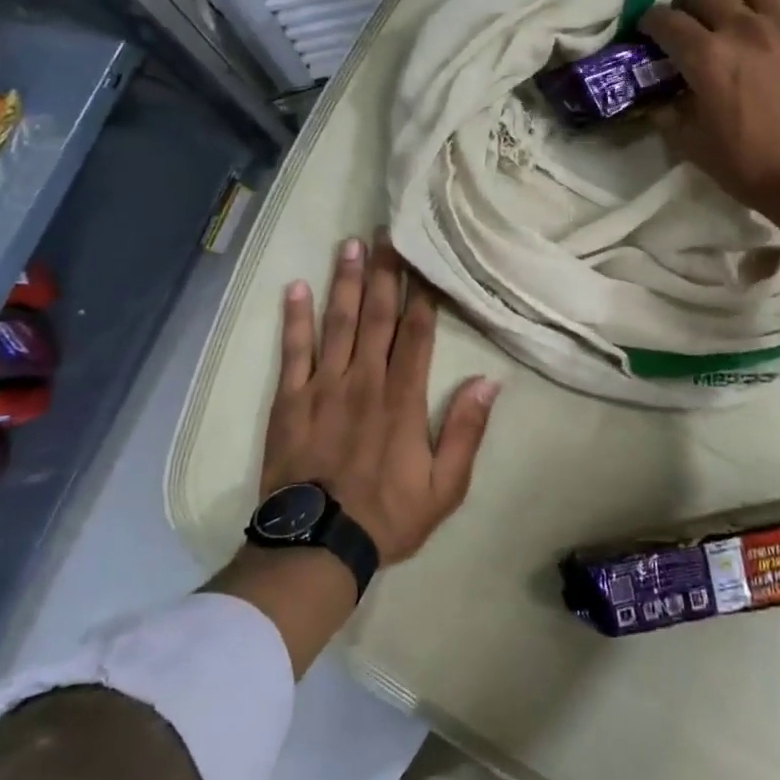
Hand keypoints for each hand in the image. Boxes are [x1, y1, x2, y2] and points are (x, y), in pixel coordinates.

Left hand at [262, 232, 499, 563]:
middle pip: (377, 316)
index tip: (425, 259)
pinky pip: (293, 351)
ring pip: (337, 322)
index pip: (416, 333)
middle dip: (384, 272)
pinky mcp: (290, 400)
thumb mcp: (446, 487)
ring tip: (350, 244)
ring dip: (344, 281)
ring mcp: (323, 387)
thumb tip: (489, 381)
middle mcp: (364, 380)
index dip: (422, 294)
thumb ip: (466, 431)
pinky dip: (294, 318)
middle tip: (387, 233)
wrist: (317, 546)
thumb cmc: (388, 516)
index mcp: (402, 398)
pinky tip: (295, 287)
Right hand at [640, 0, 779, 231]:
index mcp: (707, 58)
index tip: (649, 32)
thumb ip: (670, 117)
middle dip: (686, 5)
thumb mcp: (696, 149)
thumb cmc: (754, 166)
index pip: (667, 21)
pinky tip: (768, 3)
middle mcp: (742, 28)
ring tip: (730, 2)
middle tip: (687, 24)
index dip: (650, 23)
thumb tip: (659, 101)